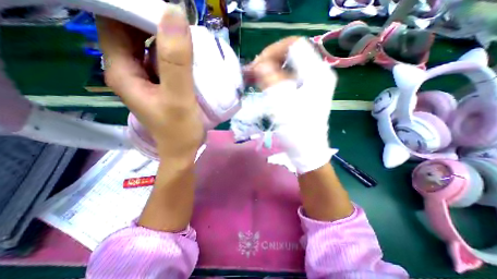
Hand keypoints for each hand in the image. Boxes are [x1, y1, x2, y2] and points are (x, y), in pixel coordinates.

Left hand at [97, 5, 202, 162]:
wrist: (184, 150)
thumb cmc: (180, 130)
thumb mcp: (178, 97)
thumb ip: (176, 61)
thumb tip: (175, 13)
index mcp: (123, 71)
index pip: (115, 23)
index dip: (134, 9)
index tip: (163, 8)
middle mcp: (130, 71)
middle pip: (132, 33)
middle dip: (153, 21)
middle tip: (182, 22)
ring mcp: (147, 79)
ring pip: (150, 47)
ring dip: (167, 38)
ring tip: (188, 35)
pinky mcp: (162, 85)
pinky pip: (164, 61)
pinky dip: (175, 53)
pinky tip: (189, 54)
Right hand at [247, 36, 337, 171]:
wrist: (307, 149)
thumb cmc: (297, 130)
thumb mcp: (282, 103)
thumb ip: (270, 80)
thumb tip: (259, 64)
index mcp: (317, 73)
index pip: (294, 45)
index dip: (272, 51)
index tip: (257, 66)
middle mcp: (318, 73)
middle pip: (291, 54)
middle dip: (270, 61)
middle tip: (254, 73)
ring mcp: (313, 82)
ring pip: (289, 66)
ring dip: (271, 70)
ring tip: (257, 79)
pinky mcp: (307, 91)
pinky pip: (289, 77)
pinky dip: (276, 78)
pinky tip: (266, 85)